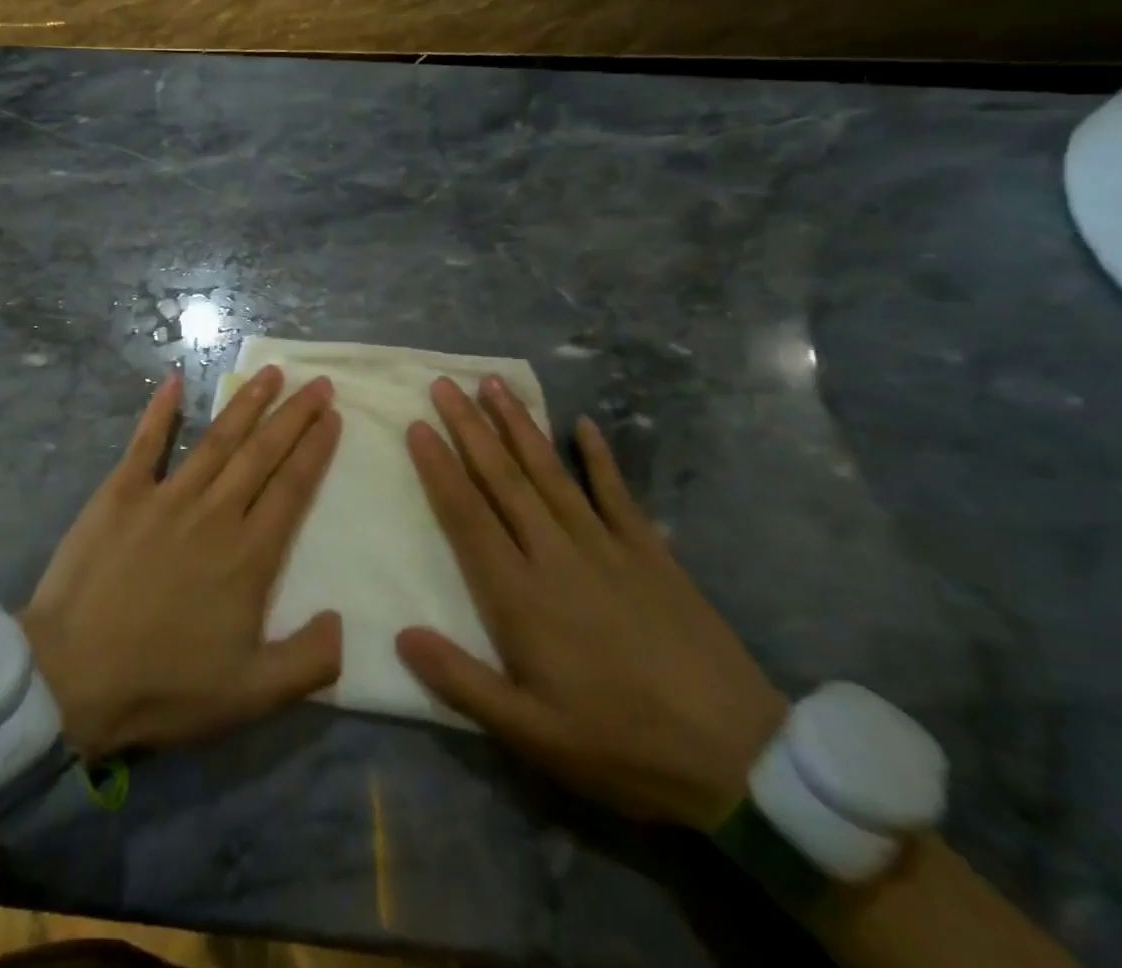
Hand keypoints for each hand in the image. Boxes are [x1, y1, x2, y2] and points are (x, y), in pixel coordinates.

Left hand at [22, 365, 343, 759]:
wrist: (72, 674)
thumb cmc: (164, 686)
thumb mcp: (251, 696)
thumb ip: (308, 661)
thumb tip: (343, 620)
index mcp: (248, 556)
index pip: (293, 488)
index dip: (316, 449)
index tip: (332, 416)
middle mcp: (213, 513)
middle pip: (262, 453)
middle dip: (293, 415)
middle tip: (316, 382)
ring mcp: (165, 497)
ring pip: (217, 439)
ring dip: (246, 403)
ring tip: (270, 373)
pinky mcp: (121, 492)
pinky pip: (146, 442)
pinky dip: (161, 411)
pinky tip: (174, 381)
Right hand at [398, 375, 789, 829]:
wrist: (743, 760)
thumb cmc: (622, 745)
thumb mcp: (531, 735)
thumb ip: (461, 682)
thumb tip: (400, 634)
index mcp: (520, 596)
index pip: (467, 516)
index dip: (439, 467)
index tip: (417, 425)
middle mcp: (556, 555)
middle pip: (503, 479)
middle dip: (469, 428)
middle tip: (444, 384)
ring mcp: (607, 548)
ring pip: (551, 473)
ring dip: (519, 426)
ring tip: (494, 384)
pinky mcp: (651, 554)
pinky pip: (618, 494)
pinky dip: (600, 457)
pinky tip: (584, 424)